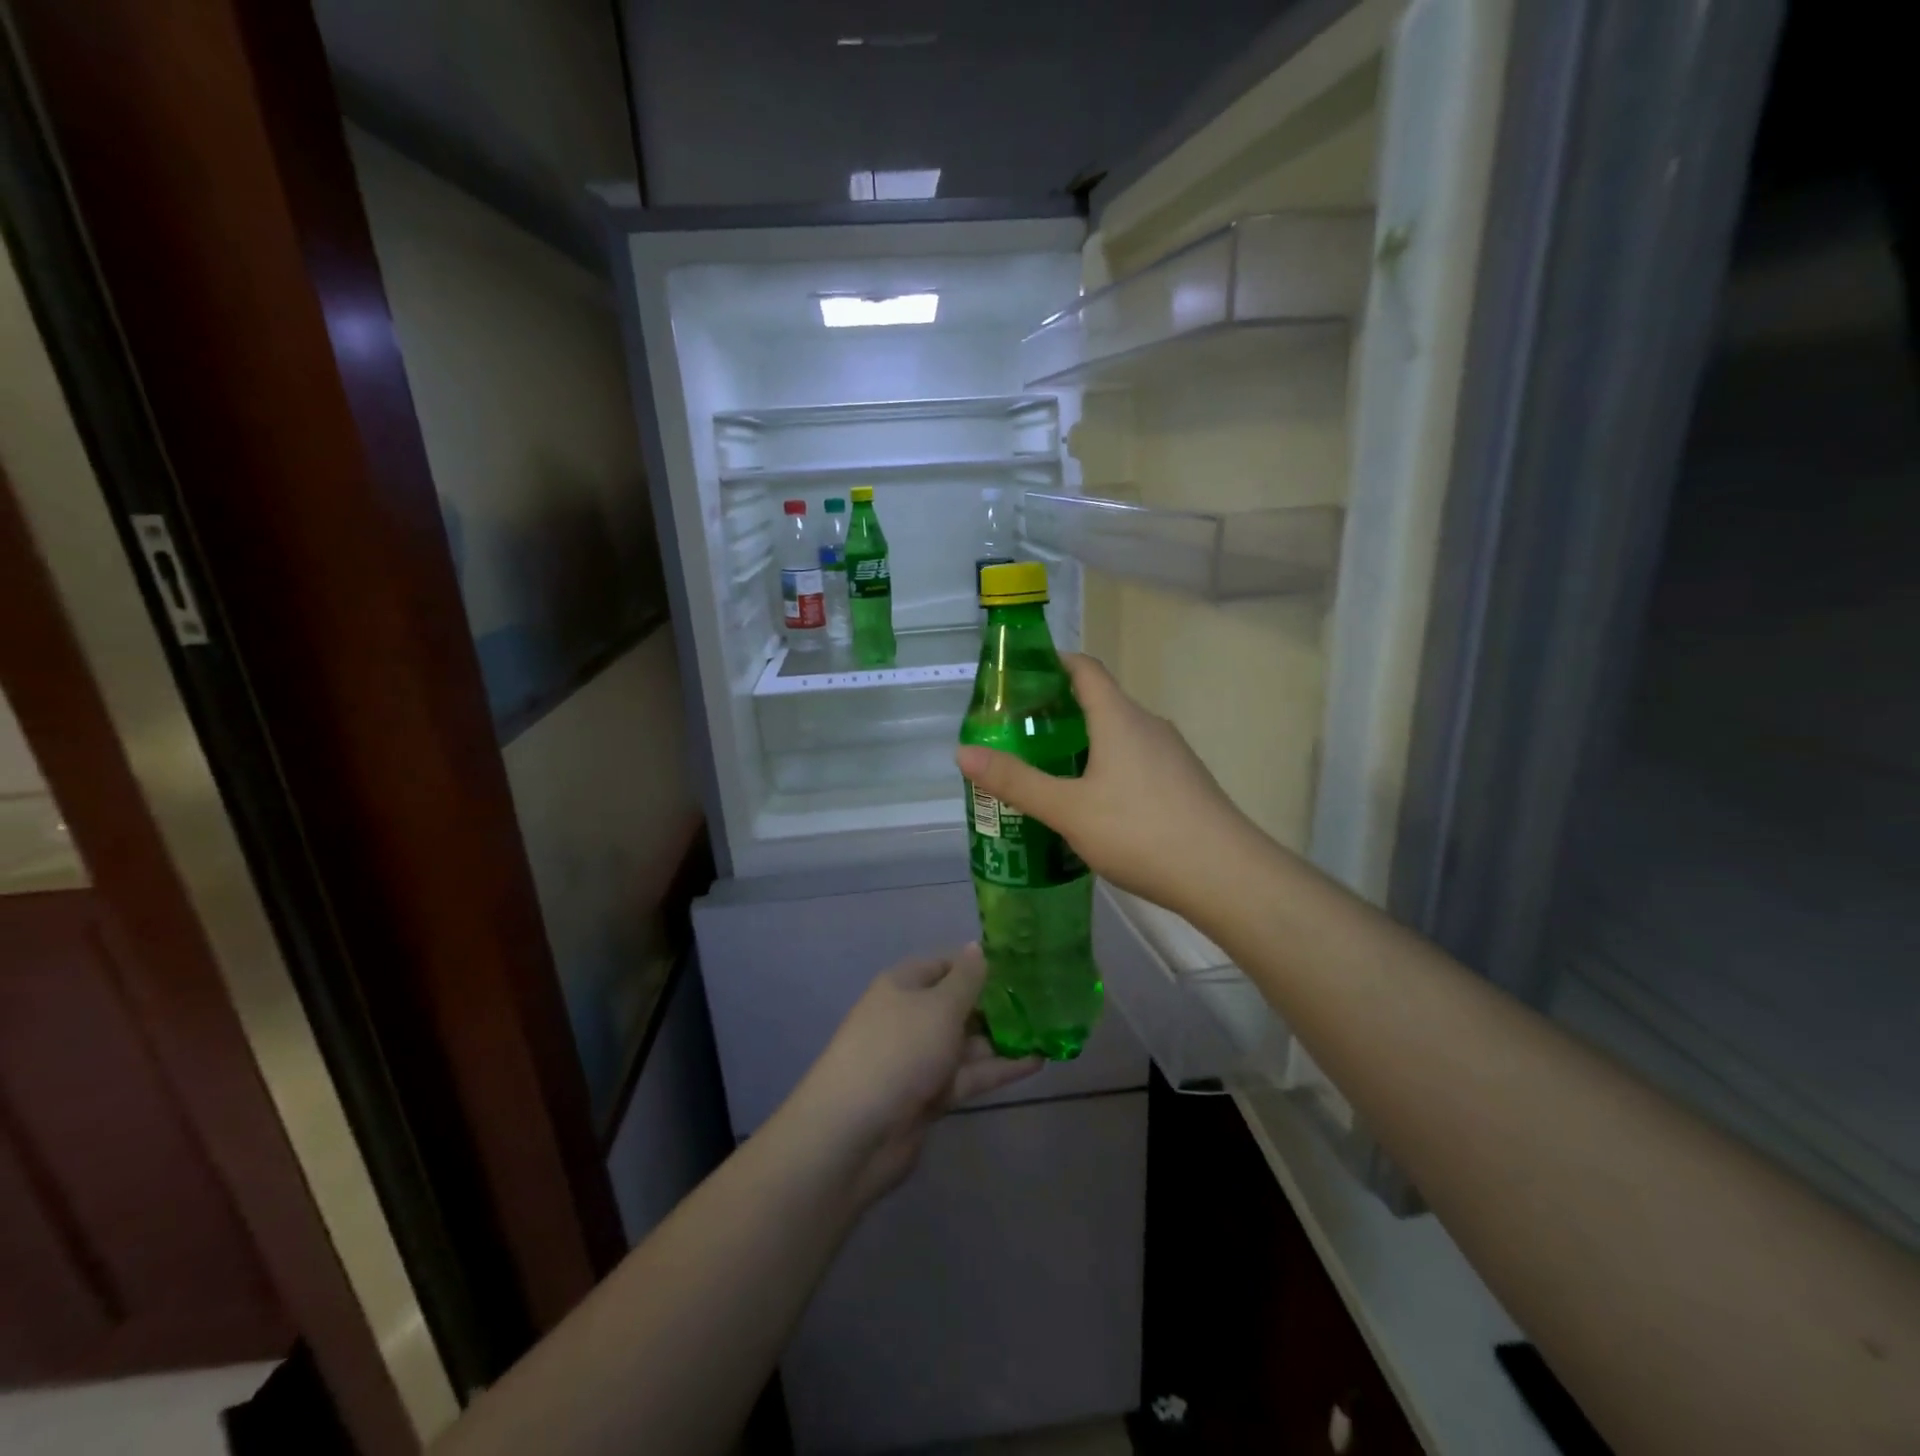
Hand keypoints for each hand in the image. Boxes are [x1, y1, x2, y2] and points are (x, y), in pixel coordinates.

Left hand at [786, 946, 1041, 1205]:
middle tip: (1046, 1001)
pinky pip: (969, 1074)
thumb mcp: (939, 1006)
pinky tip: (1036, 1062)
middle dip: (997, 1005)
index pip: (946, 965)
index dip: (979, 965)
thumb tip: (977, 948)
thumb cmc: (899, 1051)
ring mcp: (919, 1058)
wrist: (854, 1132)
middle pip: (958, 1004)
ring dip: (1003, 1039)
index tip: (1020, 967)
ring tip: (1049, 1031)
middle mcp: (911, 1017)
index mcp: (904, 985)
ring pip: (967, 1042)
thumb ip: (967, 980)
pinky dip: (999, 1069)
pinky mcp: (930, 1095)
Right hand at [954, 654, 1259, 921]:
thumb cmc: (1140, 831)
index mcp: (1119, 717)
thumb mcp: (1068, 809)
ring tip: (1048, 768)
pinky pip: (1136, 759)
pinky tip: (1093, 803)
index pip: (1084, 668)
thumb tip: (963, 753)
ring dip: (1083, 741)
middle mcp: (1148, 724)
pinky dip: (1107, 765)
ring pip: (1118, 733)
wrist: (1225, 875)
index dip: (1052, 662)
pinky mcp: (1183, 782)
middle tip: (1019, 733)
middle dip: (1058, 710)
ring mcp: (1171, 754)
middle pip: (1099, 701)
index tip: (1019, 675)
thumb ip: (1016, 782)